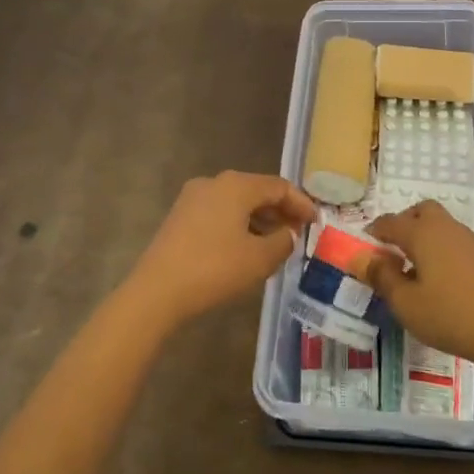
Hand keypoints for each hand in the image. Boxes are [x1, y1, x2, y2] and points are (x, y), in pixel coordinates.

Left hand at [123, 171, 318, 327]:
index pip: (278, 186)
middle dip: (280, 211)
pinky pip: (219, 213)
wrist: (157, 291)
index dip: (301, 203)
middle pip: (256, 191)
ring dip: (259, 220)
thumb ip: (282, 242)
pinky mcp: (180, 217)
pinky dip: (238, 225)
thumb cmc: (214, 269)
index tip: (317, 222)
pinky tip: (246, 248)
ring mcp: (192, 198)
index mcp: (236, 185)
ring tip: (276, 243)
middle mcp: (214, 182)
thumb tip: (287, 234)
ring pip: (236, 203)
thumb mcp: (259, 259)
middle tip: (298, 232)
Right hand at [357, 201, 473, 367]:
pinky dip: (440, 249)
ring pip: (440, 225)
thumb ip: (382, 277)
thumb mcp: (406, 303)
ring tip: (414, 268)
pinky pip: (454, 241)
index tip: (363, 248)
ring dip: (423, 236)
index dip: (373, 232)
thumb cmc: (450, 315)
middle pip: (421, 211)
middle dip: (403, 224)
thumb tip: (362, 258)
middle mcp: (446, 228)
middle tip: (392, 251)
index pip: (390, 222)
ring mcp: (469, 240)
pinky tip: (440, 278)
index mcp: (422, 233)